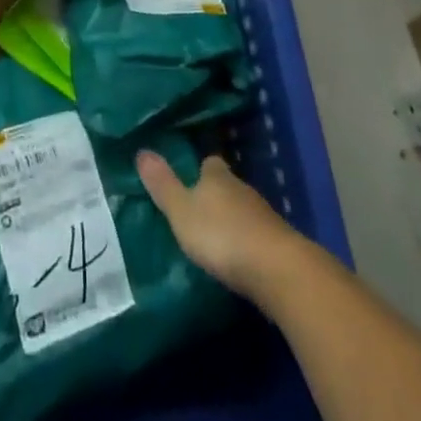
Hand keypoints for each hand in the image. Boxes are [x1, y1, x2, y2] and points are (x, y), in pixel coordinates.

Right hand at [136, 152, 304, 299]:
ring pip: (243, 210)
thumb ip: (163, 185)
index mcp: (218, 176)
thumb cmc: (222, 234)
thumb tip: (141, 151)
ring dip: (232, 221)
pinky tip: (239, 258)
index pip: (210, 163)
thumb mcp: (182, 211)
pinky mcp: (278, 243)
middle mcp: (242, 188)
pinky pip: (257, 235)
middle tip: (197, 211)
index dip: (200, 170)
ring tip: (216, 237)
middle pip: (227, 186)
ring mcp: (264, 216)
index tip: (189, 179)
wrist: (278, 270)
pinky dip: (247, 242)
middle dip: (215, 196)